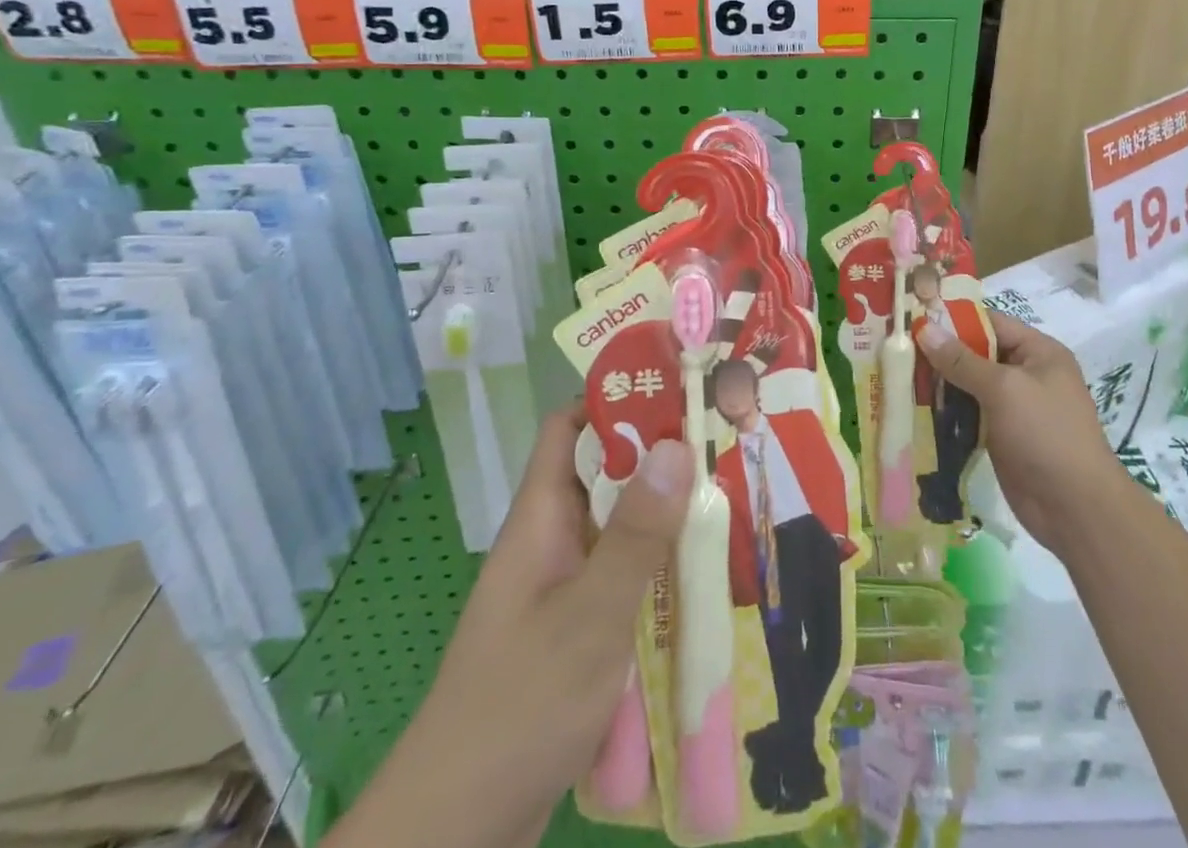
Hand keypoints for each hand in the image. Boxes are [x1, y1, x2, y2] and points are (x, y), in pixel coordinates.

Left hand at [427, 406, 691, 837]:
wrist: (455, 832)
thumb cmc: (519, 706)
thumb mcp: (589, 616)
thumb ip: (636, 534)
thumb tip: (677, 443)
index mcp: (540, 518)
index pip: (569, 427)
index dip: (614, 396)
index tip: (676, 384)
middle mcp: (552, 539)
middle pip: (605, 472)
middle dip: (659, 452)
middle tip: (726, 436)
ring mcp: (563, 585)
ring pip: (620, 525)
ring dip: (666, 511)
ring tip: (732, 492)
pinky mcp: (577, 628)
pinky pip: (624, 574)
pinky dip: (660, 563)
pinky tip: (706, 572)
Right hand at [920, 310, 1119, 553]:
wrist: (1075, 509)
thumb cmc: (1045, 434)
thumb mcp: (1004, 389)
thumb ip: (962, 360)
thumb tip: (925, 329)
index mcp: (1038, 352)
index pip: (990, 322)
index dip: (953, 319)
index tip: (913, 317)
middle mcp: (1027, 374)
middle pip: (977, 353)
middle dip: (941, 352)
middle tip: (895, 347)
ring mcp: (1014, 407)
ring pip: (969, 384)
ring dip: (939, 382)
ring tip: (896, 374)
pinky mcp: (1001, 435)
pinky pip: (969, 413)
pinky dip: (946, 410)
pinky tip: (915, 407)